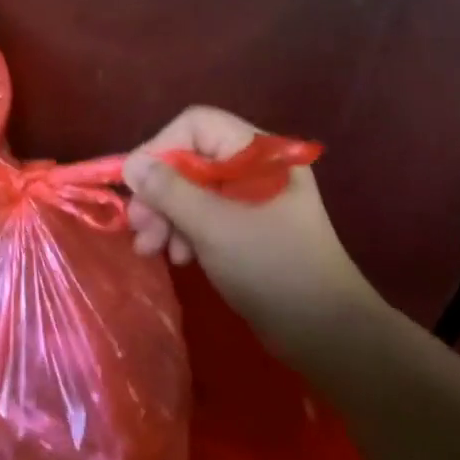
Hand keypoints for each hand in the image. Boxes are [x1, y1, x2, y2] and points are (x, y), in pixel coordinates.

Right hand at [123, 107, 380, 356]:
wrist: (328, 334)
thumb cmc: (275, 269)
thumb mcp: (215, 227)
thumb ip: (170, 192)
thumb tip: (131, 163)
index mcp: (260, 153)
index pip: (197, 125)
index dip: (162, 148)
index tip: (137, 185)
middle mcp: (255, 167)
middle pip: (190, 159)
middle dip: (160, 192)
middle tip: (138, 227)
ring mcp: (250, 198)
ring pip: (192, 189)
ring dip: (166, 215)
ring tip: (150, 249)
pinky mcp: (245, 227)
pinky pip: (203, 215)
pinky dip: (183, 231)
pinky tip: (177, 257)